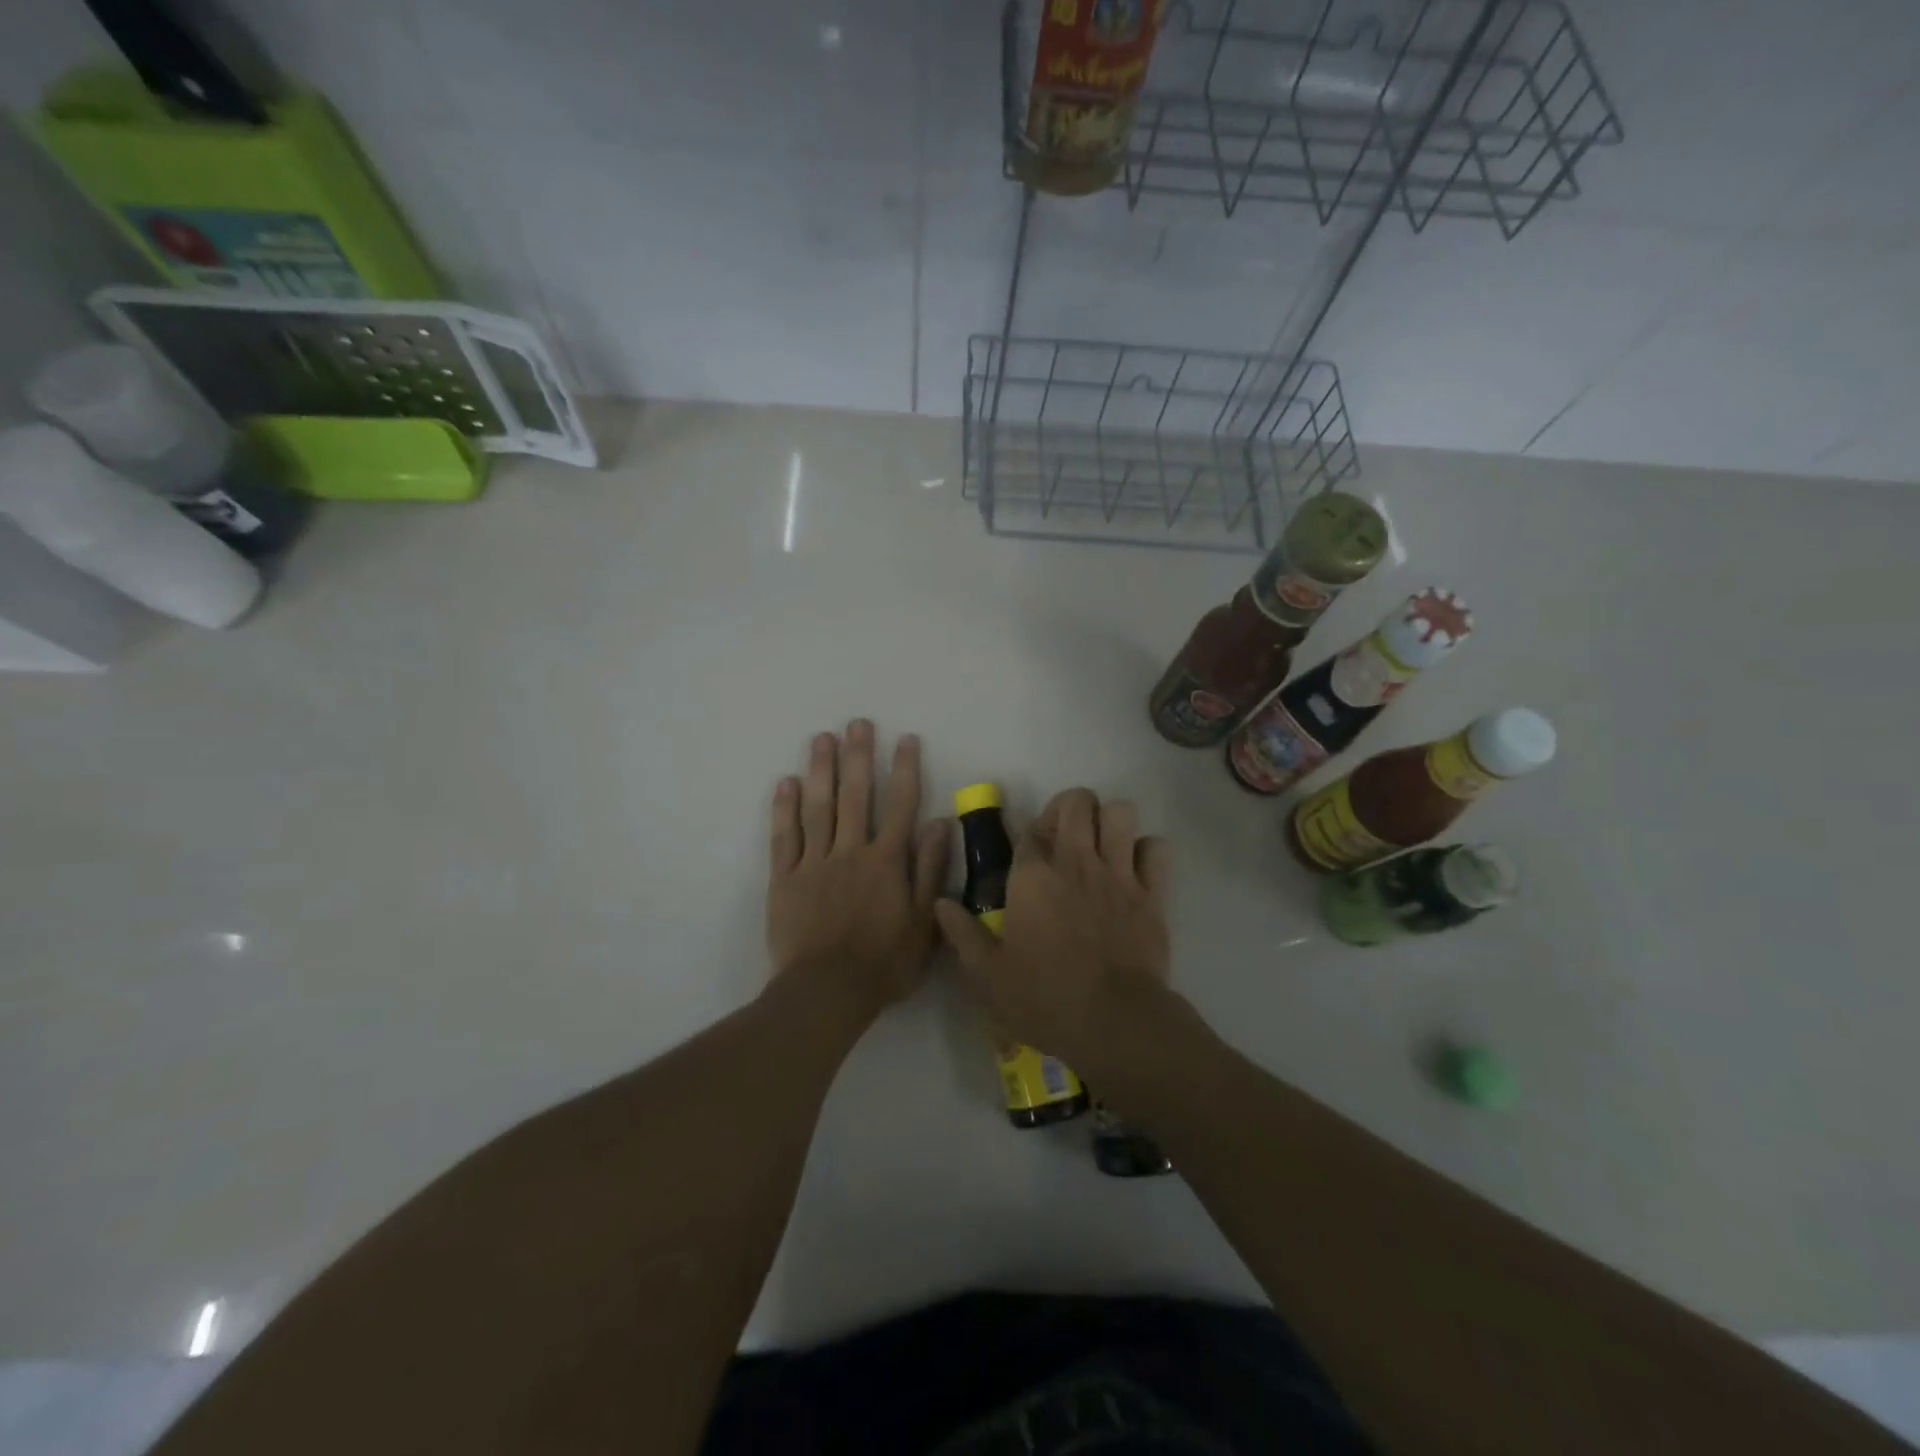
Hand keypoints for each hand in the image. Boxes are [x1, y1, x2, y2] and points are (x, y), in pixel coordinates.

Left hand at [767, 720, 950, 1019]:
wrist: (827, 993)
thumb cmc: (884, 963)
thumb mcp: (923, 923)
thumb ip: (929, 871)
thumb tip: (939, 824)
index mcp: (887, 862)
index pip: (900, 805)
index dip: (904, 770)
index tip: (905, 739)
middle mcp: (851, 851)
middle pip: (855, 796)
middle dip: (858, 756)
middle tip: (857, 722)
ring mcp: (814, 863)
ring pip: (818, 808)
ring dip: (821, 770)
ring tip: (821, 738)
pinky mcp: (785, 879)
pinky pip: (785, 837)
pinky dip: (785, 808)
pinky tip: (786, 782)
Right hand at [934, 788, 1170, 1077]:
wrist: (1113, 1022)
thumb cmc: (1044, 998)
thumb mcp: (986, 975)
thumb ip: (962, 934)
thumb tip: (939, 903)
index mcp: (1032, 876)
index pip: (1030, 829)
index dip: (1031, 834)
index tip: (1031, 857)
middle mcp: (1075, 861)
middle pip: (1077, 802)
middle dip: (1070, 808)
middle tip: (1065, 837)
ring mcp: (1117, 873)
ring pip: (1120, 812)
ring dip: (1110, 822)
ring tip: (1101, 846)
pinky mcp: (1152, 893)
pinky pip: (1157, 848)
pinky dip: (1147, 852)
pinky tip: (1135, 870)